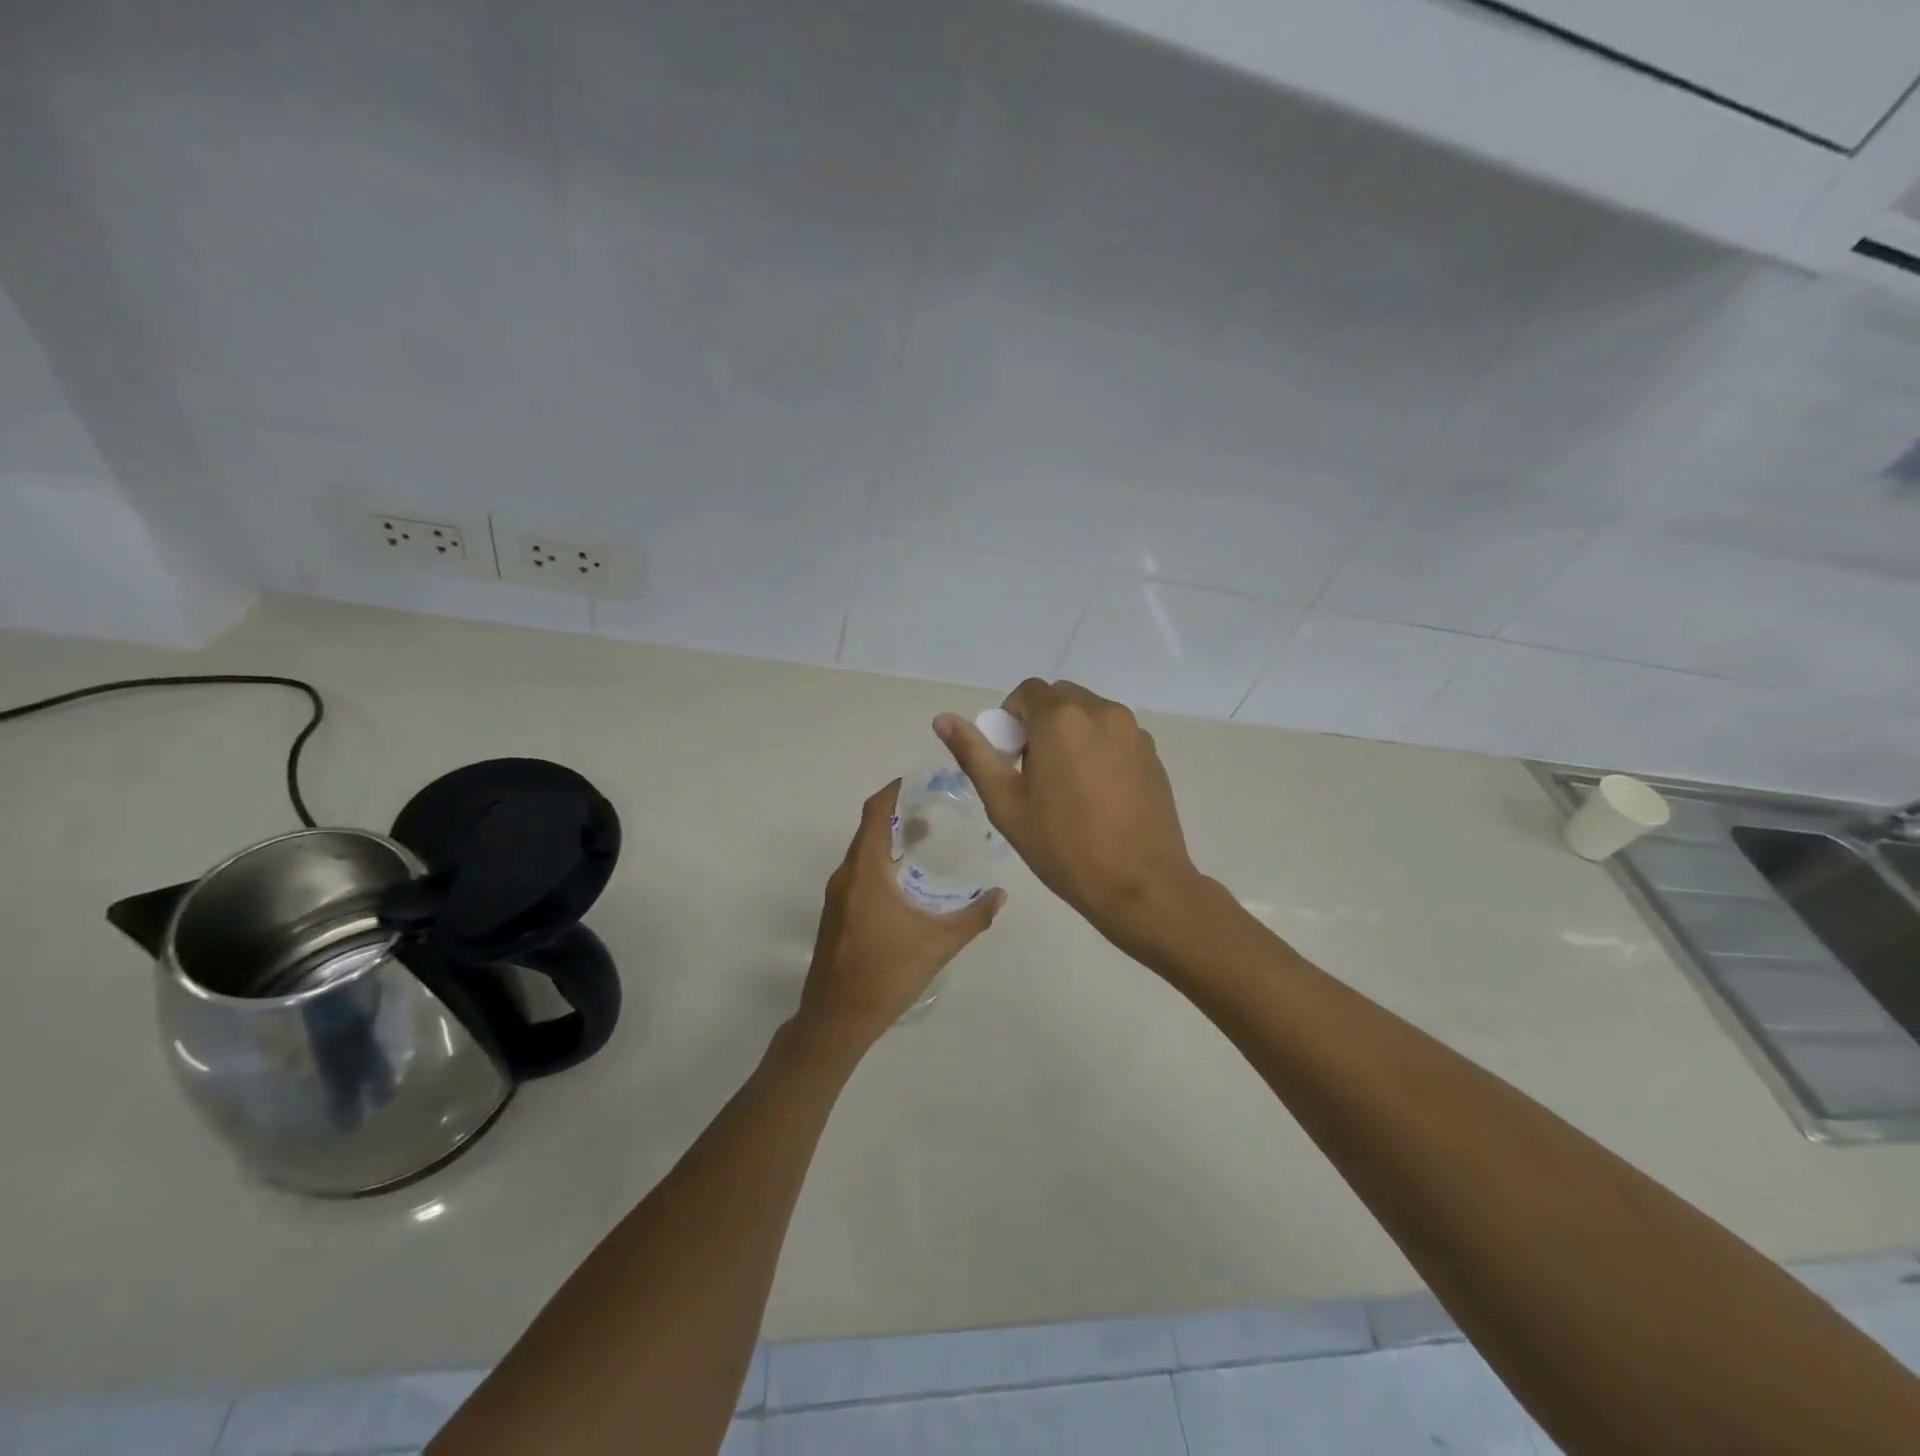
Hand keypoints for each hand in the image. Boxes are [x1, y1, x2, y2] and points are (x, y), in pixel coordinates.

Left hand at [796, 781, 1004, 1048]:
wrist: (836, 1019)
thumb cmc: (887, 974)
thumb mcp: (938, 944)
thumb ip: (973, 917)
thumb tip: (1000, 895)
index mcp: (866, 873)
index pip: (875, 813)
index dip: (893, 791)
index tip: (917, 781)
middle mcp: (846, 876)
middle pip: (868, 830)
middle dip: (897, 815)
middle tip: (933, 810)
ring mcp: (836, 896)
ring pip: (862, 854)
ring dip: (889, 841)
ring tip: (923, 840)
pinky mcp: (834, 915)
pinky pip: (857, 874)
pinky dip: (880, 863)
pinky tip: (904, 882)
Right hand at [936, 680, 1202, 957]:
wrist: (1140, 884)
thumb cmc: (1063, 845)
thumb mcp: (1005, 803)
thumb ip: (974, 754)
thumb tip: (943, 719)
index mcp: (1061, 718)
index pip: (1027, 692)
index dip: (1010, 719)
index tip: (1011, 758)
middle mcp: (1102, 711)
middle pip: (1060, 699)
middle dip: (1041, 725)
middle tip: (1035, 774)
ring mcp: (1133, 732)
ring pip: (1089, 716)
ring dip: (1071, 736)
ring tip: (1068, 788)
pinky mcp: (1153, 754)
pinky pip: (1115, 736)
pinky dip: (1099, 750)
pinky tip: (1098, 796)